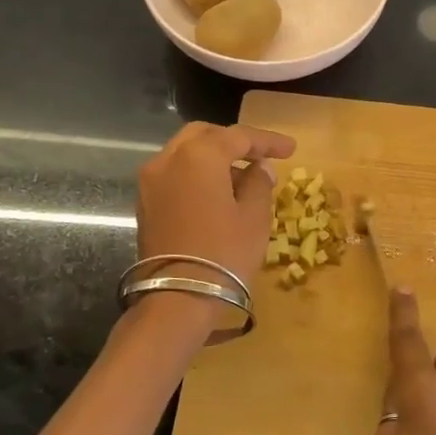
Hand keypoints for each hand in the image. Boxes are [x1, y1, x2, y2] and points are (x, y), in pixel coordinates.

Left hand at [135, 121, 295, 291]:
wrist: (178, 299)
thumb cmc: (224, 253)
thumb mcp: (255, 217)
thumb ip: (259, 183)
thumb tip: (260, 168)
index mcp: (200, 155)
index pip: (238, 136)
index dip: (267, 141)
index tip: (291, 150)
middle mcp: (168, 158)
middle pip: (205, 135)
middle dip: (234, 142)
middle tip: (260, 156)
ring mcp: (151, 181)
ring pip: (185, 153)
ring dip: (213, 158)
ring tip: (242, 177)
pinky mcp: (145, 204)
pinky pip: (174, 174)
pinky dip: (196, 174)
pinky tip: (218, 193)